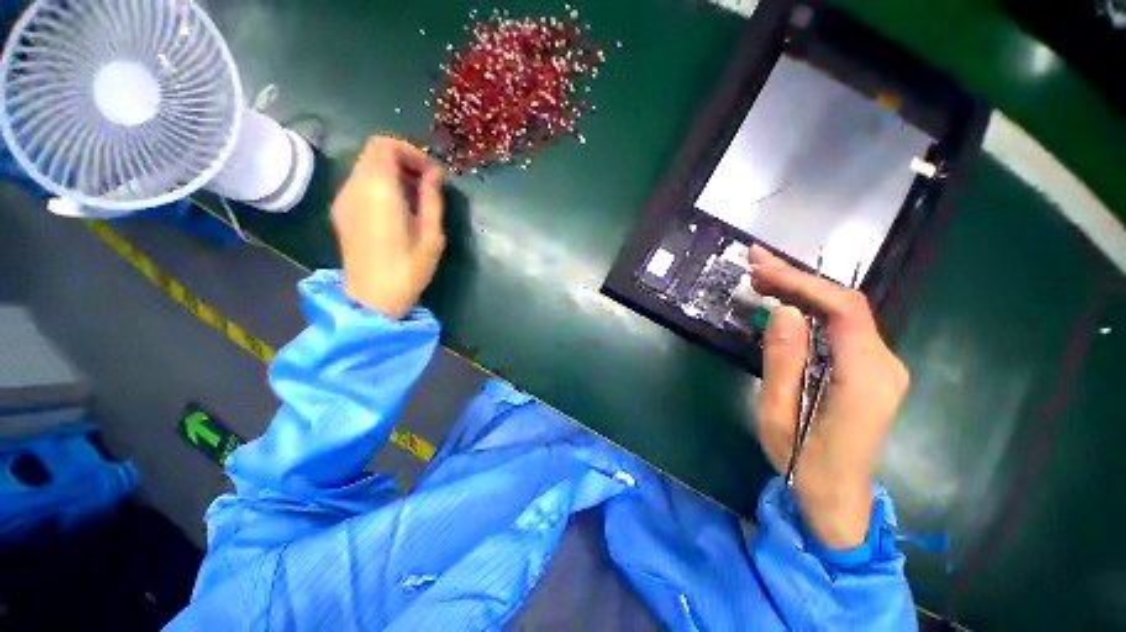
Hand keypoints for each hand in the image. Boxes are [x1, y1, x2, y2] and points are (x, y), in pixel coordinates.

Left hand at [331, 137, 444, 317]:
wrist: (373, 297)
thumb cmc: (409, 268)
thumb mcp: (432, 235)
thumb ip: (432, 199)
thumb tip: (434, 175)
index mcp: (379, 190)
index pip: (384, 146)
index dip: (410, 152)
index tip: (430, 173)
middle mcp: (355, 187)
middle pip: (374, 154)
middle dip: (403, 162)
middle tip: (426, 185)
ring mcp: (344, 200)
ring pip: (366, 168)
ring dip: (392, 174)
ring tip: (415, 199)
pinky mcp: (341, 212)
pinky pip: (360, 185)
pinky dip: (380, 186)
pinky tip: (397, 210)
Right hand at [750, 245, 908, 548]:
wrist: (837, 496)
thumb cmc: (802, 460)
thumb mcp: (779, 412)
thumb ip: (784, 360)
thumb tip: (784, 311)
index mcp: (866, 377)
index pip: (843, 309)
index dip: (802, 282)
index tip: (761, 269)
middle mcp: (885, 363)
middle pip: (845, 304)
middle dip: (798, 278)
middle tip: (755, 262)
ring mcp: (881, 365)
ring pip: (844, 312)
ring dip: (802, 290)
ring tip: (761, 277)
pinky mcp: (870, 368)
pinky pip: (842, 327)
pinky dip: (811, 308)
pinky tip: (784, 302)